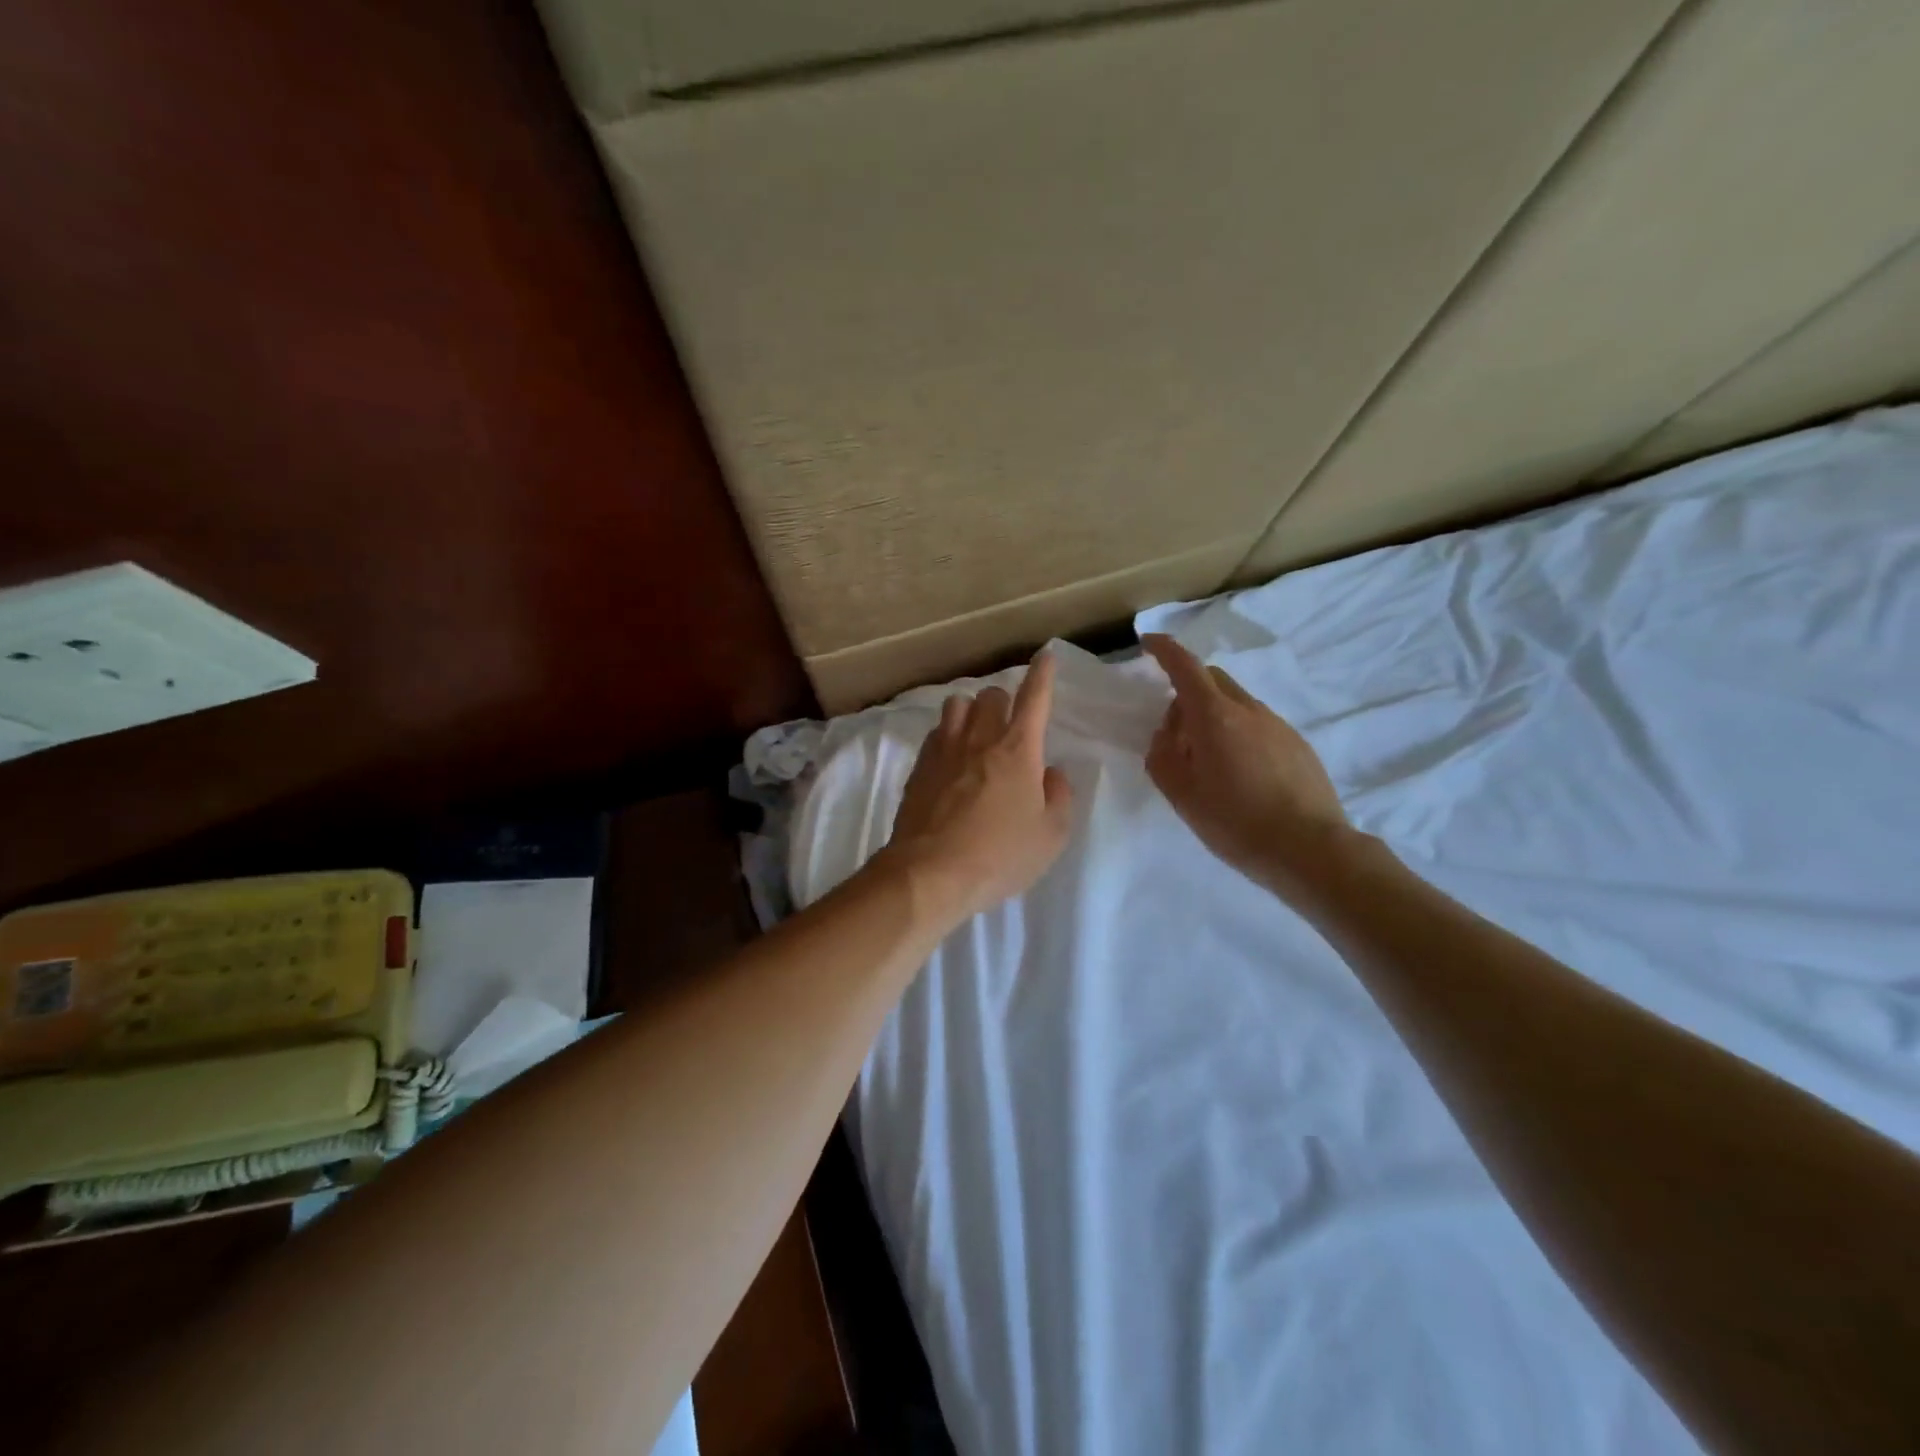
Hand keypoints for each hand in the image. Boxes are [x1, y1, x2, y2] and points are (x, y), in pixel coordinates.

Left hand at [880, 651, 1074, 925]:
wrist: (931, 873)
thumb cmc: (1000, 856)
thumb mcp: (1051, 835)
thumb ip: (1059, 796)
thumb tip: (1051, 772)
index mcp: (1019, 750)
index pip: (1035, 699)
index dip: (1043, 675)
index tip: (1046, 656)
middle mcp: (980, 739)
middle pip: (991, 695)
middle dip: (1003, 700)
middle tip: (1009, 724)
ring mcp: (944, 750)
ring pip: (956, 705)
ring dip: (970, 712)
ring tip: (976, 734)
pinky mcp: (919, 767)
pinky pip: (936, 733)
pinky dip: (947, 735)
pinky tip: (951, 758)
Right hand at [1143, 634, 1351, 901]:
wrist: (1309, 849)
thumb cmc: (1235, 821)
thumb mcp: (1181, 794)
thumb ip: (1162, 757)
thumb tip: (1166, 735)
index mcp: (1214, 716)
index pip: (1185, 667)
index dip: (1164, 651)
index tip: (1148, 644)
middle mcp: (1248, 710)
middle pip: (1213, 681)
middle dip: (1188, 692)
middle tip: (1176, 733)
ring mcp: (1278, 726)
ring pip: (1237, 705)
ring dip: (1215, 718)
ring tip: (1209, 763)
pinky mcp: (1298, 746)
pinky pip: (1259, 726)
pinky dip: (1239, 735)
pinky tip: (1241, 776)